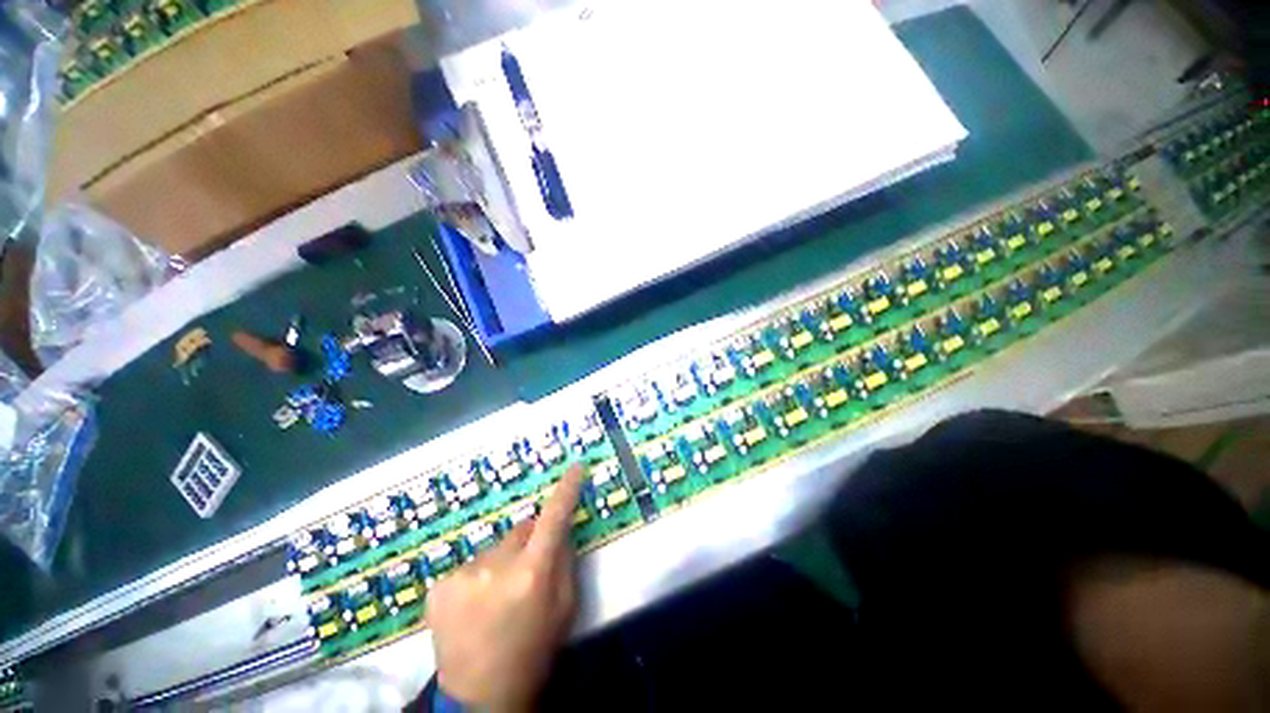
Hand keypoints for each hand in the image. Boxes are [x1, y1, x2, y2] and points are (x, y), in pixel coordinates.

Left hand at [427, 464, 585, 710]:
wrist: (480, 698)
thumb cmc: (534, 650)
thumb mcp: (565, 606)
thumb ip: (564, 560)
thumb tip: (559, 527)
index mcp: (532, 573)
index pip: (554, 517)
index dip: (566, 490)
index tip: (576, 467)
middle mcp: (495, 566)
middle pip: (521, 530)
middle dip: (530, 541)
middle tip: (529, 571)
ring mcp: (462, 574)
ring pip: (496, 547)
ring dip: (502, 560)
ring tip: (498, 596)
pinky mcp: (439, 585)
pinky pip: (471, 564)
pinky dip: (478, 576)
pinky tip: (474, 605)